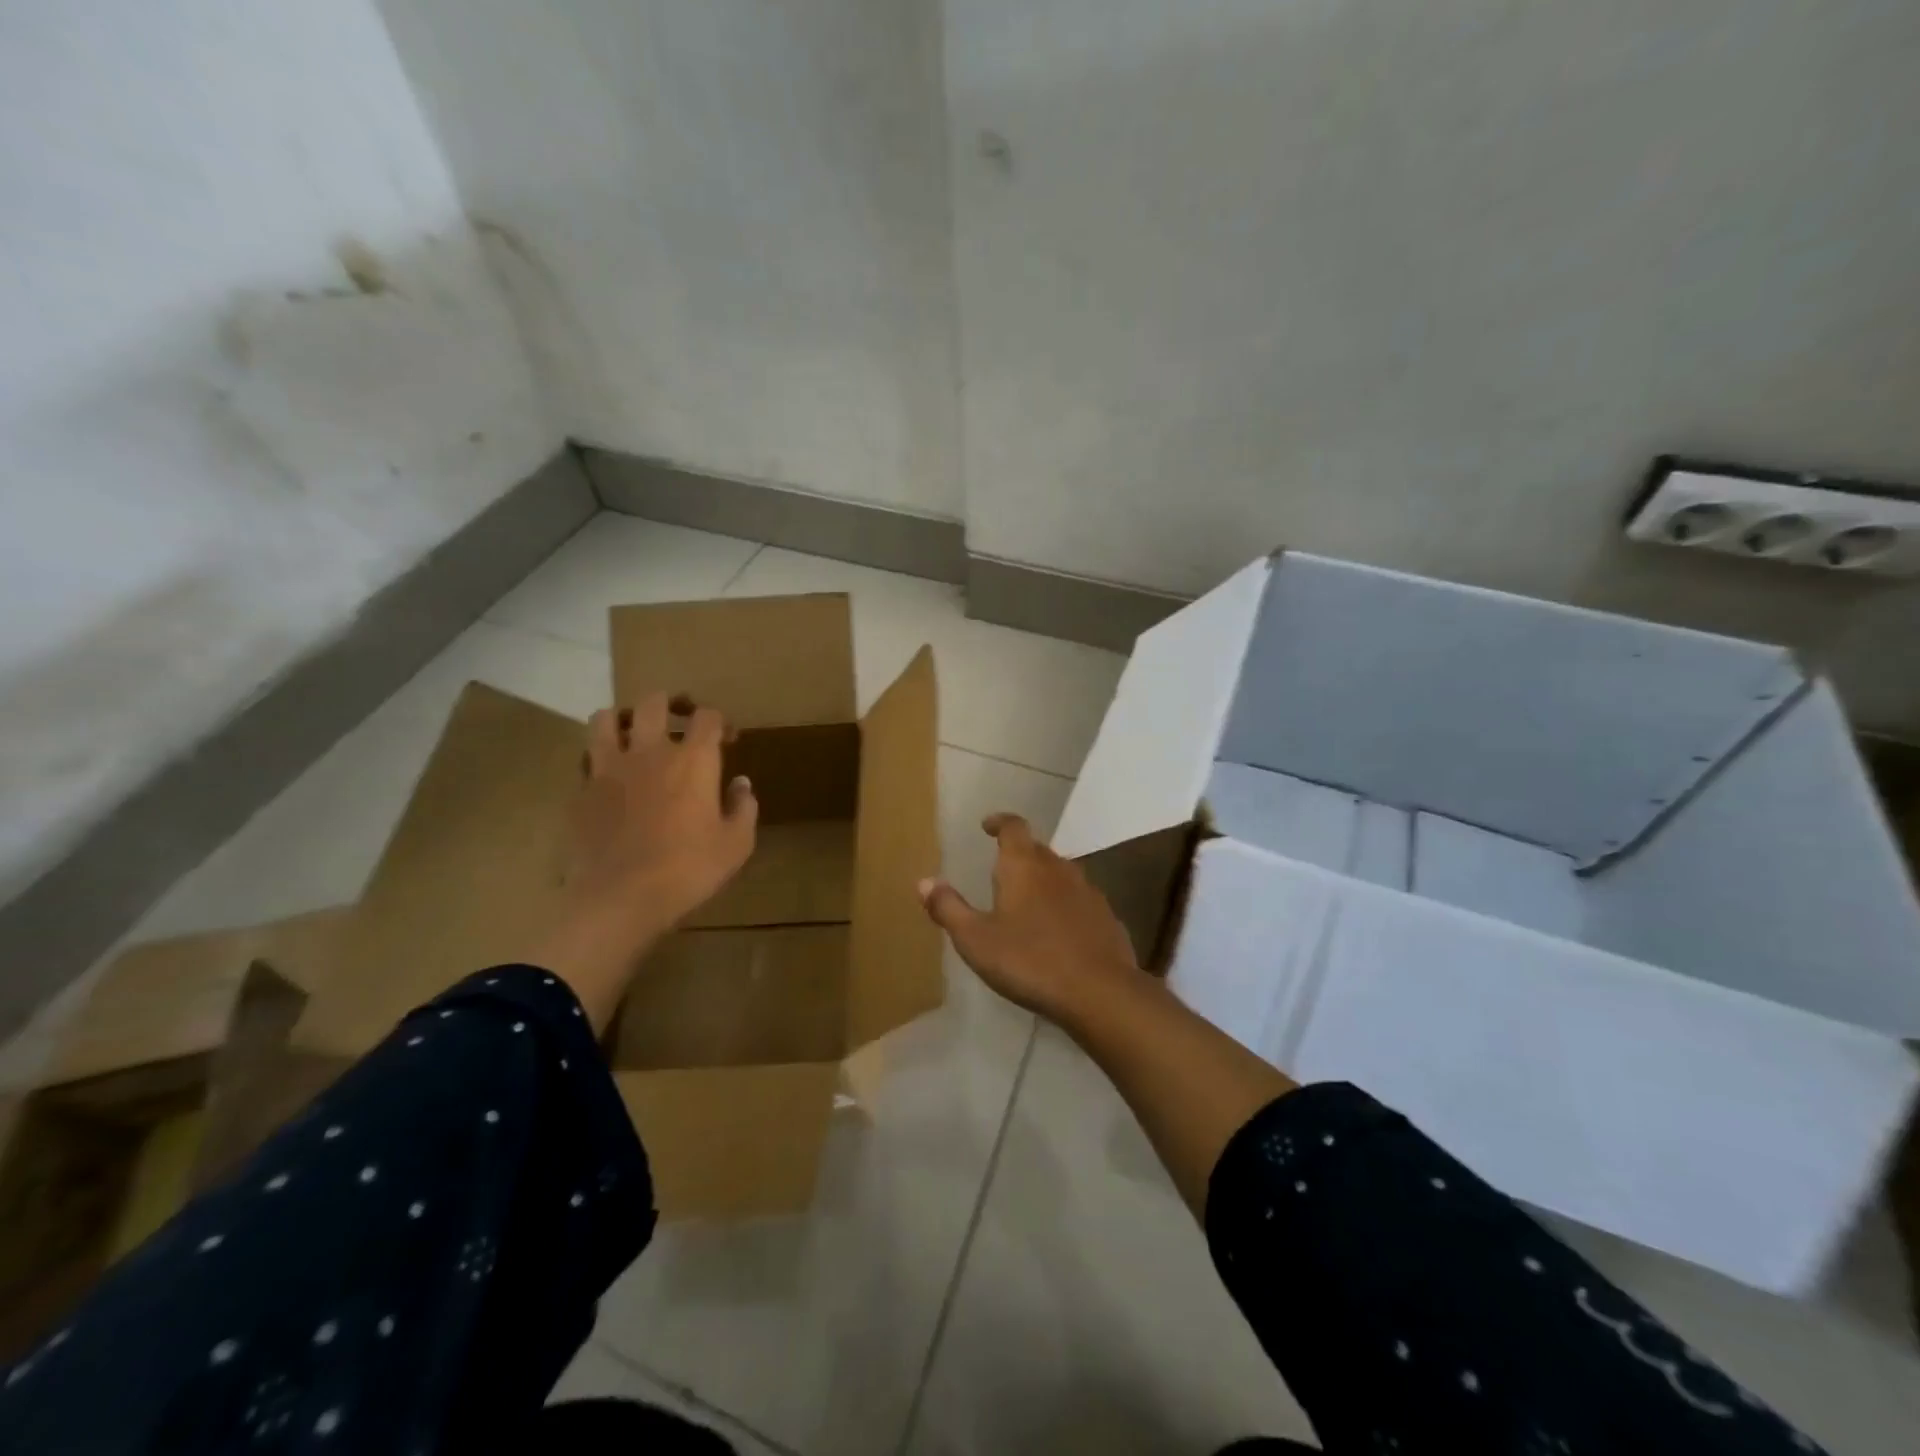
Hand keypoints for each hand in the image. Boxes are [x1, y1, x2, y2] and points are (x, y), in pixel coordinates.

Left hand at [566, 693, 758, 932]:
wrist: (620, 897)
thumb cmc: (689, 869)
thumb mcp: (736, 844)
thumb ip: (743, 807)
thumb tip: (740, 784)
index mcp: (693, 760)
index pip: (708, 716)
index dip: (720, 720)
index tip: (726, 738)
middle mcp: (650, 751)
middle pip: (654, 702)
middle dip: (670, 703)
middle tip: (679, 720)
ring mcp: (609, 768)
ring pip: (605, 718)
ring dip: (622, 718)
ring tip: (632, 734)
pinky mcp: (581, 791)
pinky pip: (586, 758)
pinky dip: (599, 758)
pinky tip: (609, 776)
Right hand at [918, 813, 1143, 1023]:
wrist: (1099, 991)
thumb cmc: (1028, 961)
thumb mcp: (976, 940)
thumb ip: (949, 908)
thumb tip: (923, 882)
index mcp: (1024, 865)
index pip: (1013, 827)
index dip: (1000, 822)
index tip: (987, 825)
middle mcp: (1058, 868)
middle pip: (1036, 849)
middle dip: (1018, 855)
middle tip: (1000, 871)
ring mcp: (1087, 891)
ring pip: (1060, 874)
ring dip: (1042, 880)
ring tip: (1026, 901)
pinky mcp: (1106, 916)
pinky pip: (1078, 900)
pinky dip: (1063, 905)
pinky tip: (1057, 931)